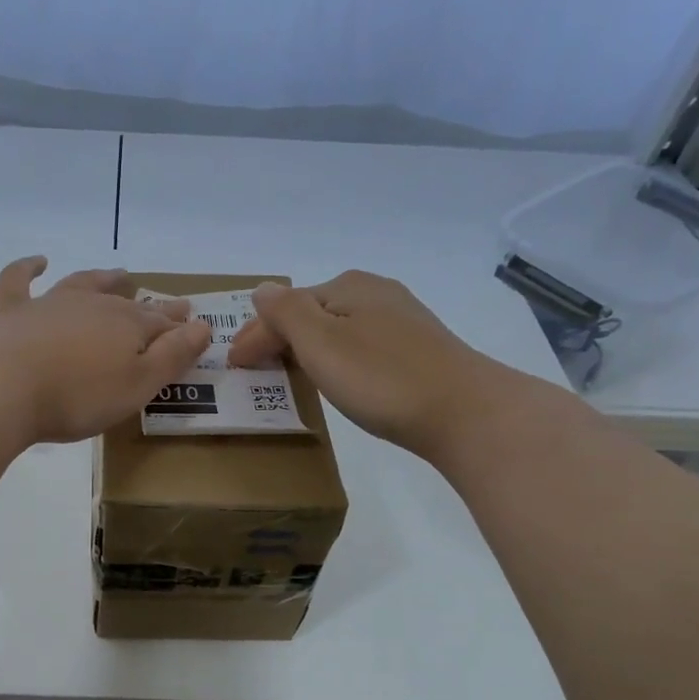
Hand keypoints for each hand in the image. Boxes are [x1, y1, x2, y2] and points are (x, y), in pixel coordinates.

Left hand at [0, 256, 211, 444]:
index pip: (161, 324)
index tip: (195, 325)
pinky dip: (28, 268)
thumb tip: (202, 326)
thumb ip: (172, 356)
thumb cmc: (78, 397)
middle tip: (171, 304)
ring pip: (84, 284)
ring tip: (119, 274)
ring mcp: (50, 304)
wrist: (4, 389)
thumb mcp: (138, 385)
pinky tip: (38, 261)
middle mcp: (92, 305)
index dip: (179, 327)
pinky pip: (19, 281)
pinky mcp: (12, 312)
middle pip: (128, 305)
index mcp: (126, 325)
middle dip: (152, 307)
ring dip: (104, 279)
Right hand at [228, 270, 489, 452]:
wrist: (465, 412)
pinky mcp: (419, 348)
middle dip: (279, 338)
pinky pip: (361, 345)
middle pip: (311, 313)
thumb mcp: (320, 343)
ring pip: (337, 329)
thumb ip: (285, 312)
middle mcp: (375, 293)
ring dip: (308, 348)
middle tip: (254, 369)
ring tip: (288, 372)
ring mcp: (402, 319)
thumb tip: (262, 289)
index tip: (233, 365)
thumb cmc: (382, 378)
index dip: (255, 335)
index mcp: (347, 286)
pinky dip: (337, 357)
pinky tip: (339, 375)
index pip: (285, 307)